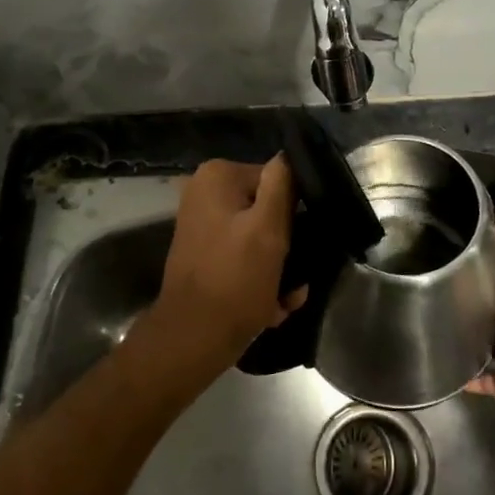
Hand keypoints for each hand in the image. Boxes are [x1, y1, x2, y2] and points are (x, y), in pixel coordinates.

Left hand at [139, 156, 304, 390]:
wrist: (192, 340)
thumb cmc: (234, 279)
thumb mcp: (268, 228)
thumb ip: (282, 183)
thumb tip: (289, 153)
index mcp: (217, 176)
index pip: (276, 180)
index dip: (293, 212)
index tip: (302, 241)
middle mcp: (204, 193)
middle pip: (266, 210)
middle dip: (285, 245)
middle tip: (296, 276)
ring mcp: (202, 225)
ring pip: (258, 238)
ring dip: (278, 267)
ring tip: (285, 296)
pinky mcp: (204, 254)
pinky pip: (243, 258)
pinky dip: (259, 279)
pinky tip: (272, 306)